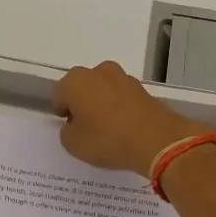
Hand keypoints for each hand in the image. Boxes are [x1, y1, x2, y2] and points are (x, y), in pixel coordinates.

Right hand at [54, 60, 205, 175]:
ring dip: (102, 103)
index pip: (59, 94)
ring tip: (108, 128)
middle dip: (82, 103)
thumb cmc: (107, 140)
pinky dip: (120, 108)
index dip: (62, 112)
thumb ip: (67, 131)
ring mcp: (123, 78)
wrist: (157, 140)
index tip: (68, 127)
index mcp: (75, 81)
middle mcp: (98, 72)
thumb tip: (75, 124)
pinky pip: (122, 97)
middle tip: (86, 127)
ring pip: (104, 90)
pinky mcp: (143, 88)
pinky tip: (124, 127)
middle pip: (82, 87)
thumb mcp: (73, 144)